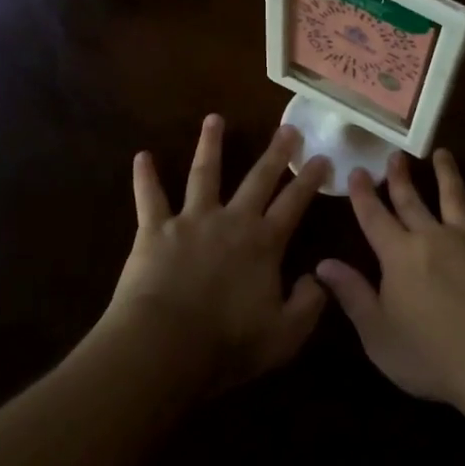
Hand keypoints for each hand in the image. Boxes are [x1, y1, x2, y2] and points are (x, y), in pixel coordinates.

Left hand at [103, 116, 329, 390]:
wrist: (164, 346)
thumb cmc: (226, 344)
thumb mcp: (283, 336)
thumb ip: (308, 306)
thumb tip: (318, 278)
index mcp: (264, 243)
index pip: (294, 203)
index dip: (310, 180)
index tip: (322, 157)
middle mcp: (232, 220)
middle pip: (258, 179)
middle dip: (275, 153)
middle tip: (287, 128)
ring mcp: (192, 220)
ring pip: (205, 173)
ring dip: (210, 145)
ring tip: (214, 119)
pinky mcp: (155, 229)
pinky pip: (150, 198)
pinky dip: (145, 177)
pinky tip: (142, 156)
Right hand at [315, 150, 464, 406]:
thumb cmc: (432, 354)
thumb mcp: (379, 334)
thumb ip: (352, 295)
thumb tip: (323, 264)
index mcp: (399, 256)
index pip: (375, 217)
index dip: (363, 195)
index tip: (356, 170)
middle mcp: (432, 238)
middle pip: (412, 201)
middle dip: (400, 177)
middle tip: (394, 154)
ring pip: (455, 198)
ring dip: (447, 174)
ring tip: (442, 153)